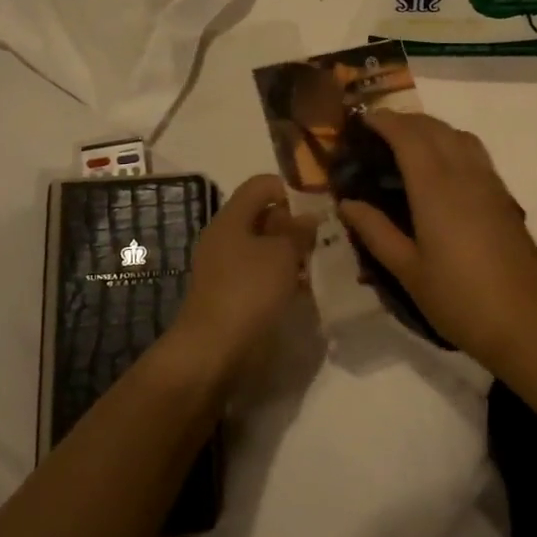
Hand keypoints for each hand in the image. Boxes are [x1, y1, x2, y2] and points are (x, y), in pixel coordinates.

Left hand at [167, 174, 314, 381]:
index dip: (290, 188)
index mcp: (231, 218)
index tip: (318, 205)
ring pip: (264, 248)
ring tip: (319, 263)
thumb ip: (299, 231)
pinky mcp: (230, 295)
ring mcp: (225, 268)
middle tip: (324, 237)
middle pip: (262, 216)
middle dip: (294, 223)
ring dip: (290, 253)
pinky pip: (260, 274)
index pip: (261, 185)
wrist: (212, 351)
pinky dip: (281, 277)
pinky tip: (303, 289)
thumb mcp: (282, 254)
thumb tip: (309, 216)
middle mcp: (225, 237)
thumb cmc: (248, 291)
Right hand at [336, 112, 536, 371]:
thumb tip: (347, 203)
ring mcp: (488, 182)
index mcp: (435, 188)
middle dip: (404, 120)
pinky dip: (452, 142)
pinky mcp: (503, 196)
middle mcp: (464, 174)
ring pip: (458, 135)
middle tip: (377, 132)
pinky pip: (474, 151)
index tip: (360, 121)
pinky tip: (441, 168)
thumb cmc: (460, 299)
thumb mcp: (409, 271)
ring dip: (431, 128)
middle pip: (434, 127)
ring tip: (407, 144)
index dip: (384, 121)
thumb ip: (376, 232)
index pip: (408, 136)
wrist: (527, 322)